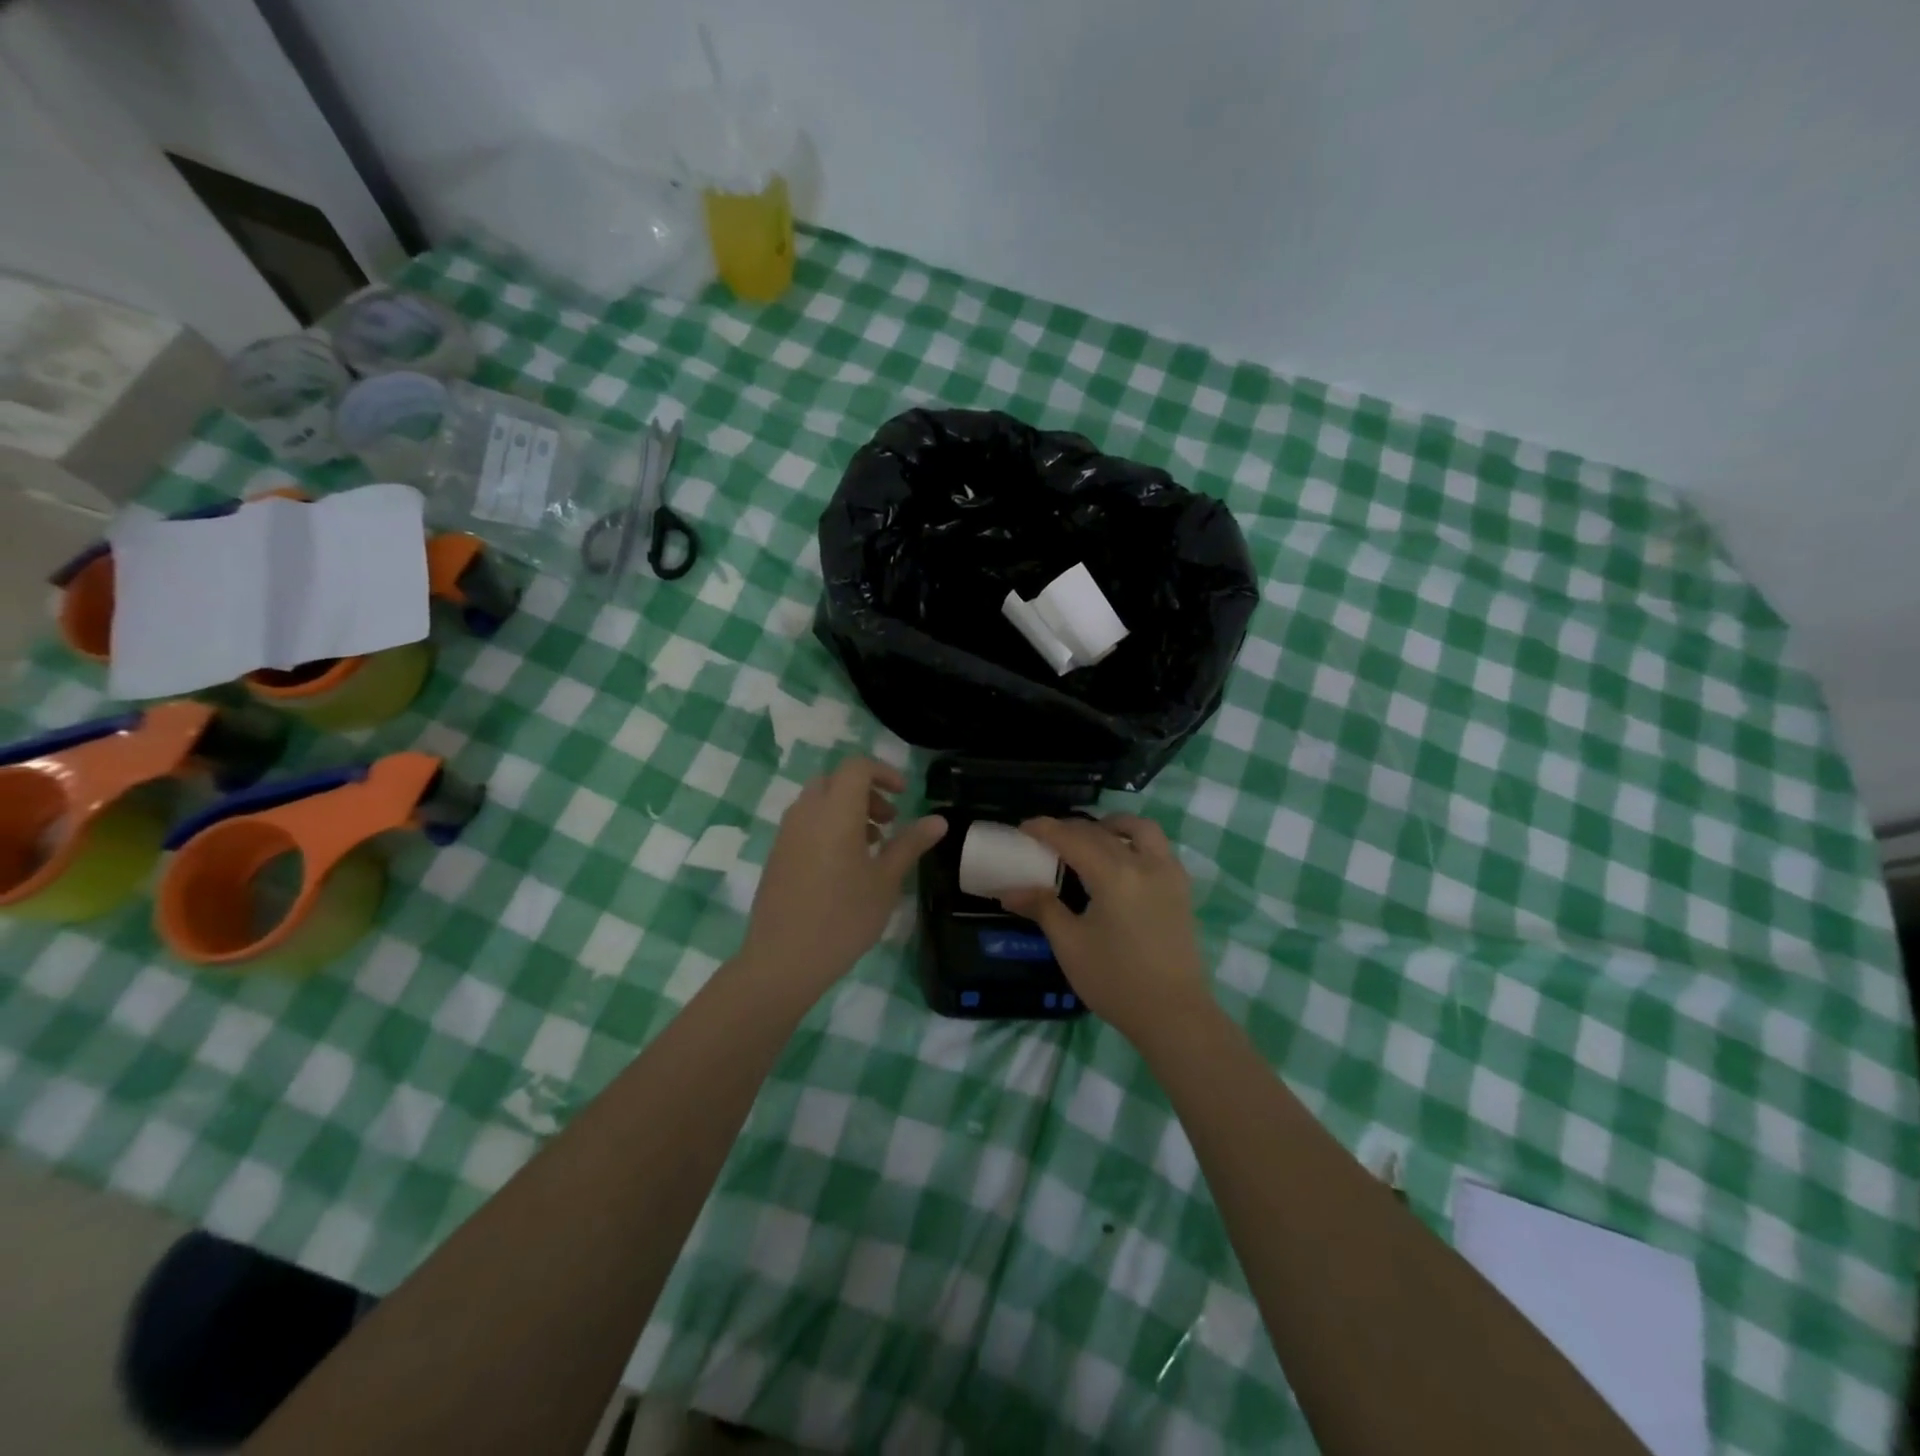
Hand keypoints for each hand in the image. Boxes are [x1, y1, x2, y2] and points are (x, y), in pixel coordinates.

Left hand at [739, 757, 946, 1001]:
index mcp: (836, 812)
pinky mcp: (777, 855)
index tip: (903, 796)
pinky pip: (805, 823)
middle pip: (835, 780)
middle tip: (887, 821)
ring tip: (870, 846)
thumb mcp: (886, 881)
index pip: (857, 767)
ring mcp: (787, 834)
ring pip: (818, 801)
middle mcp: (807, 813)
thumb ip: (910, 844)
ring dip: (846, 809)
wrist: (784, 959)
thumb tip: (939, 820)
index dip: (883, 773)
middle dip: (865, 792)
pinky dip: (827, 826)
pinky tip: (843, 866)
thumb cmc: (844, 917)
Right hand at [1000, 814, 1207, 1041]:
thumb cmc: (1116, 981)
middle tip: (1046, 839)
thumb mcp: (1070, 945)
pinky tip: (1121, 861)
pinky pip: (1158, 848)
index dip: (1045, 829)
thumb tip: (1009, 890)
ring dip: (1111, 826)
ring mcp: (1168, 874)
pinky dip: (1135, 842)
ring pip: (1140, 830)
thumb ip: (1042, 908)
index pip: (1073, 838)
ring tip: (1091, 838)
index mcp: (1113, 874)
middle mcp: (1144, 863)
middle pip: (1102, 832)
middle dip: (1071, 829)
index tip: (1023, 828)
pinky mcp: (1181, 889)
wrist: (1173, 1014)